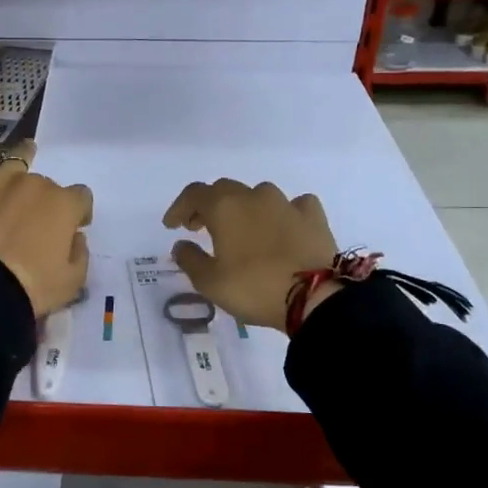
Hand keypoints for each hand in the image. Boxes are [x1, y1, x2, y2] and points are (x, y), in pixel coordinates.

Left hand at [0, 76, 92, 314]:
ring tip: (22, 172)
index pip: (80, 200)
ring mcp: (3, 180)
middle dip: (44, 206)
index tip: (70, 234)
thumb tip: (72, 238)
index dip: (76, 216)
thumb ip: (78, 253)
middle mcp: (37, 185)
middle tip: (32, 235)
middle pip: (46, 187)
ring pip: (18, 169)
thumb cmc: (33, 287)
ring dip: (22, 173)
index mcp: (65, 205)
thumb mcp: (73, 281)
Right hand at [162, 179, 336, 331]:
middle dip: (208, 206)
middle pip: (224, 190)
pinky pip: (293, 205)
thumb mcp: (210, 282)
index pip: (193, 194)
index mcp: (224, 207)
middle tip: (200, 227)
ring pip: (258, 195)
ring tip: (242, 230)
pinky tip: (283, 226)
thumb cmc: (254, 288)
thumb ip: (190, 259)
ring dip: (244, 208)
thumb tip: (181, 244)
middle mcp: (254, 196)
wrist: (315, 297)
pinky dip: (282, 213)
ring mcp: (286, 203)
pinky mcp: (313, 216)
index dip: (179, 207)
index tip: (172, 226)